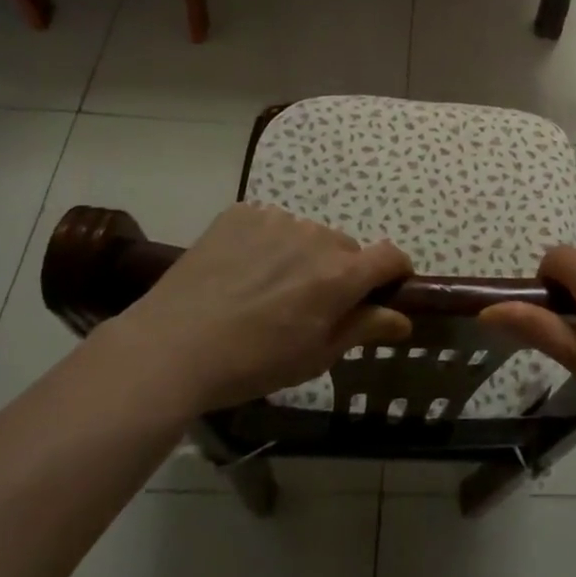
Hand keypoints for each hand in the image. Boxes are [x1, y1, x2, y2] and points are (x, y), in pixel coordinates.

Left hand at [99, 203, 411, 414]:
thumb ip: (364, 328)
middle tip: (308, 306)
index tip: (387, 289)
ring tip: (265, 291)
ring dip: (300, 257)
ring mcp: (277, 220)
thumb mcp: (315, 356)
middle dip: (339, 272)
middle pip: (344, 249)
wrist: (172, 347)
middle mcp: (316, 237)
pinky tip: (239, 273)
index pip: (390, 256)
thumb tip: (402, 318)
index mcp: (341, 275)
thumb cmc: (252, 363)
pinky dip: (265, 244)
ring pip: (306, 236)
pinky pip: (269, 225)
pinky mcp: (241, 213)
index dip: (396, 272)